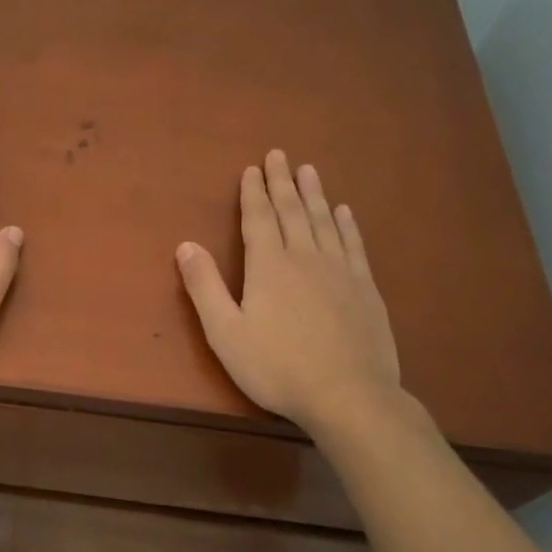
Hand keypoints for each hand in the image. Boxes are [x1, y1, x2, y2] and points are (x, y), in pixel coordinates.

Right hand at [176, 150, 402, 430]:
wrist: (349, 396)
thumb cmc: (277, 367)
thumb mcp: (225, 333)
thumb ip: (204, 287)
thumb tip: (186, 245)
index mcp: (269, 266)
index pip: (258, 218)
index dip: (253, 192)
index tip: (252, 169)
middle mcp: (305, 257)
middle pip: (292, 210)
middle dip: (282, 182)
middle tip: (279, 154)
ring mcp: (340, 271)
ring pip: (324, 221)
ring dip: (315, 194)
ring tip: (309, 171)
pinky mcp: (365, 288)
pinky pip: (354, 245)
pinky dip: (347, 224)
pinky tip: (345, 212)